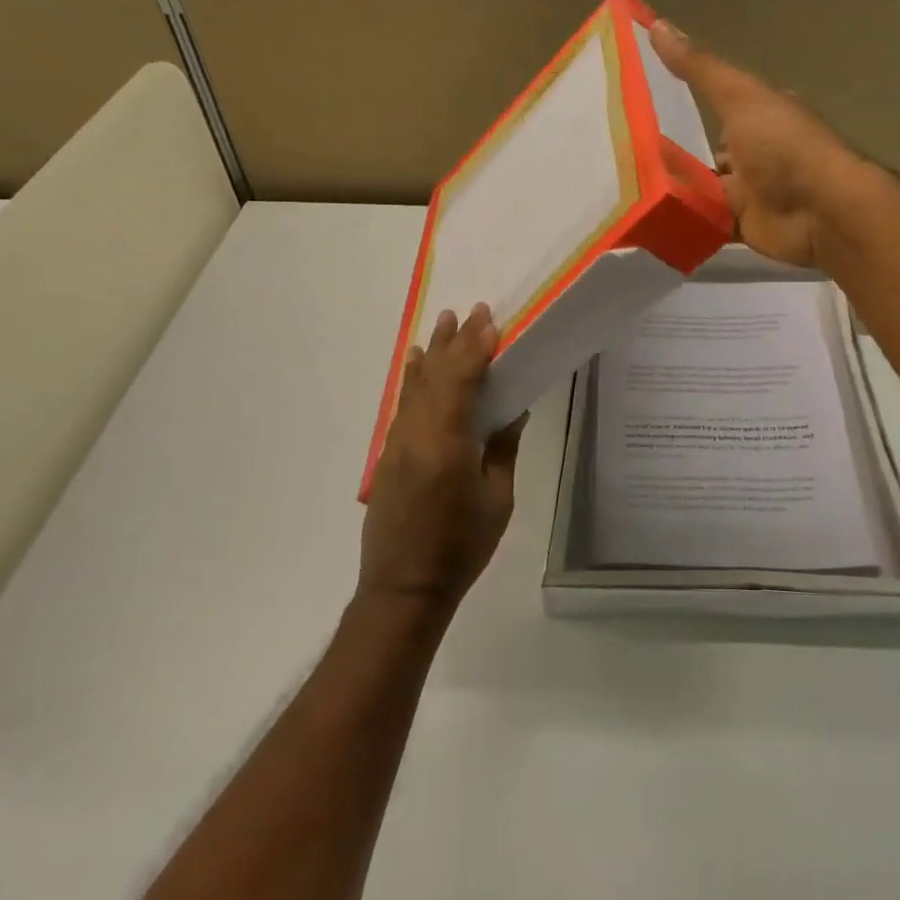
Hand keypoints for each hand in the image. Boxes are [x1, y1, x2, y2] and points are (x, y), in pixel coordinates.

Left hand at [360, 303, 523, 611]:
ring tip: (444, 322)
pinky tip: (417, 365)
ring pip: (415, 386)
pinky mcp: (387, 455)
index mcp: (446, 444)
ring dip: (432, 353)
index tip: (490, 322)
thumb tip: (511, 411)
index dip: (475, 349)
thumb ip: (502, 449)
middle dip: (455, 342)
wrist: (404, 588)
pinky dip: (413, 379)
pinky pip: (403, 405)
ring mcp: (397, 443)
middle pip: (436, 375)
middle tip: (472, 311)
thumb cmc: (460, 547)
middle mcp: (416, 435)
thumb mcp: (497, 499)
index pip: (460, 381)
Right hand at [649, 19, 866, 268]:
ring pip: (703, 189)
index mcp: (759, 116)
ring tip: (625, 186)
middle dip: (672, 155)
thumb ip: (699, 68)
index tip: (642, 106)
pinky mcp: (744, 228)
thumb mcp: (738, 96)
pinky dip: (685, 221)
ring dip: (675, 189)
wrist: (821, 211)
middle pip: (706, 152)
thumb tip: (657, 25)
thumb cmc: (782, 145)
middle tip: (622, 154)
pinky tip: (650, 217)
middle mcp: (755, 152)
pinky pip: (708, 223)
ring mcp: (750, 192)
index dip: (683, 104)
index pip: (718, 106)